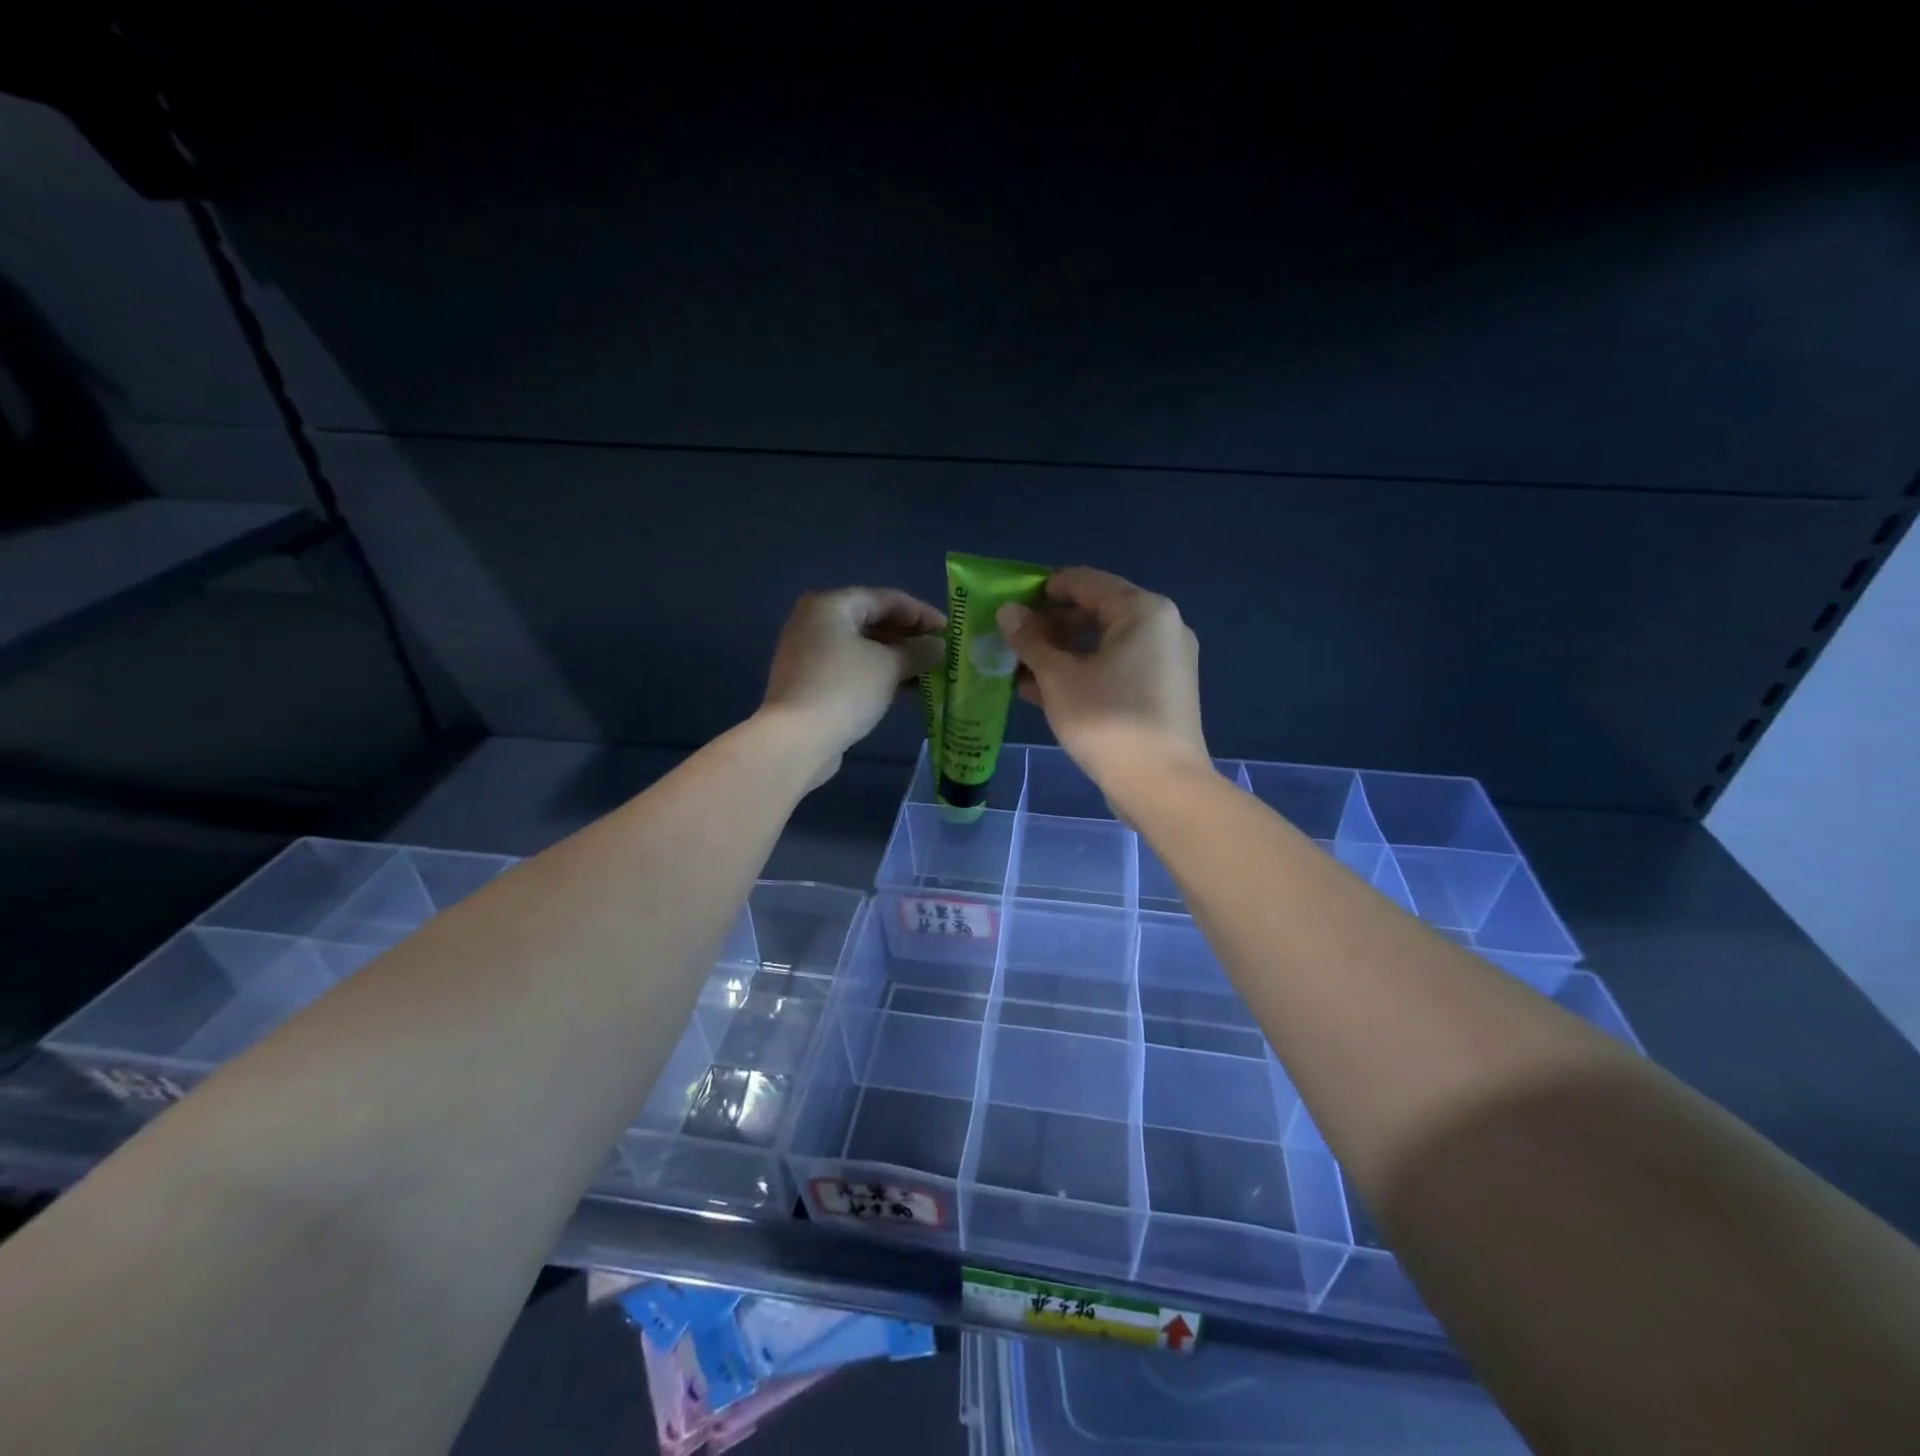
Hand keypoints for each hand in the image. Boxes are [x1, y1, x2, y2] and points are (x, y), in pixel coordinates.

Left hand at [761, 587, 945, 785]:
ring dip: (895, 657)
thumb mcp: (889, 667)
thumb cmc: (845, 689)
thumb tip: (938, 646)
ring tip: (928, 671)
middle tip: (939, 651)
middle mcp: (814, 621)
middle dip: (908, 636)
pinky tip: (903, 687)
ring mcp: (808, 652)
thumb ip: (918, 651)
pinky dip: (877, 672)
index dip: (921, 613)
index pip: (886, 599)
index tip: (949, 630)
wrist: (796, 740)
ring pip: (862, 646)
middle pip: (871, 620)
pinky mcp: (809, 681)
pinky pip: (851, 667)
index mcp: (830, 605)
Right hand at [997, 566, 1208, 787]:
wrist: (1161, 784)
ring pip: (1104, 644)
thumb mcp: (1058, 677)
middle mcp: (1162, 627)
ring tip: (1022, 672)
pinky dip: (1085, 673)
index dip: (1042, 590)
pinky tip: (1046, 692)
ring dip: (1063, 654)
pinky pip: (1118, 669)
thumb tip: (1008, 611)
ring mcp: (1167, 661)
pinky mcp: (1164, 692)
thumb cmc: (1107, 719)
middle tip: (1014, 643)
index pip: (1084, 581)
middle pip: (1096, 612)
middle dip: (1051, 627)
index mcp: (1143, 610)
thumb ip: (1030, 640)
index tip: (1010, 607)